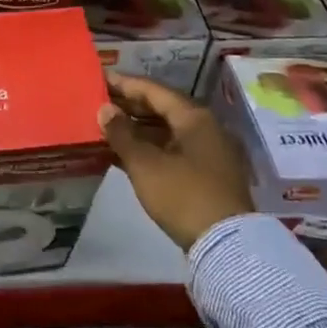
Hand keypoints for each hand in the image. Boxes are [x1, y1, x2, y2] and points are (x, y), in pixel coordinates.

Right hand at [98, 74, 254, 250]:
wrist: (227, 247)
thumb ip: (122, 134)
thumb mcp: (145, 165)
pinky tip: (123, 155)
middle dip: (130, 106)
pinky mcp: (206, 176)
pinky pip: (172, 151)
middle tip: (99, 103)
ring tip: (106, 128)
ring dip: (137, 130)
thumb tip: (104, 109)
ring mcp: (208, 153)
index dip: (125, 84)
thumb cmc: (183, 196)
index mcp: (194, 117)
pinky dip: (148, 149)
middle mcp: (205, 128)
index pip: (154, 90)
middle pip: (162, 109)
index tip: (100, 79)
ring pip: (166, 132)